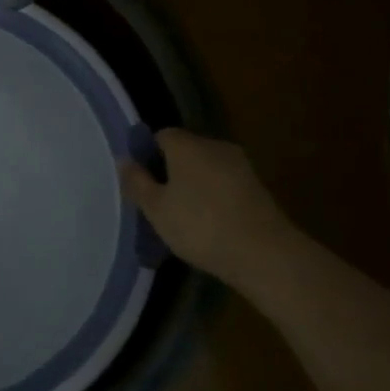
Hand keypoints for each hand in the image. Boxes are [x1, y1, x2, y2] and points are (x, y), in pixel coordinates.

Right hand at [118, 128, 295, 283]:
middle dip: (169, 169)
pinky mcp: (257, 187)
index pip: (161, 136)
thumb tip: (124, 160)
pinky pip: (223, 182)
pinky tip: (206, 221)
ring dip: (191, 183)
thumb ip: (137, 181)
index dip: (146, 154)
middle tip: (156, 200)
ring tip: (180, 214)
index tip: (140, 181)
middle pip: (185, 149)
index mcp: (187, 145)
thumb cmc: (200, 226)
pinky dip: (211, 195)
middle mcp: (215, 146)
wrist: (265, 254)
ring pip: (205, 167)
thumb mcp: (156, 208)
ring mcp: (240, 166)